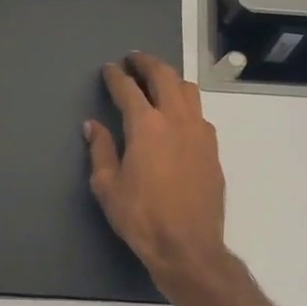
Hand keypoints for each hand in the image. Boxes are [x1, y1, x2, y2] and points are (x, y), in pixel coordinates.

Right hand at [85, 52, 227, 287]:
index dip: (116, 76)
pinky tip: (178, 116)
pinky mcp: (213, 149)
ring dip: (171, 79)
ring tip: (158, 81)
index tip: (109, 68)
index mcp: (146, 125)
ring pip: (188, 91)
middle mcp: (176, 120)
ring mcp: (200, 132)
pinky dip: (186, 105)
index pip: (128, 89)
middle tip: (134, 60)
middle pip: (164, 77)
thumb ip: (101, 150)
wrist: (188, 246)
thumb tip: (93, 126)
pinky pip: (200, 114)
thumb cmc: (141, 217)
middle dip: (147, 64)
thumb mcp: (108, 186)